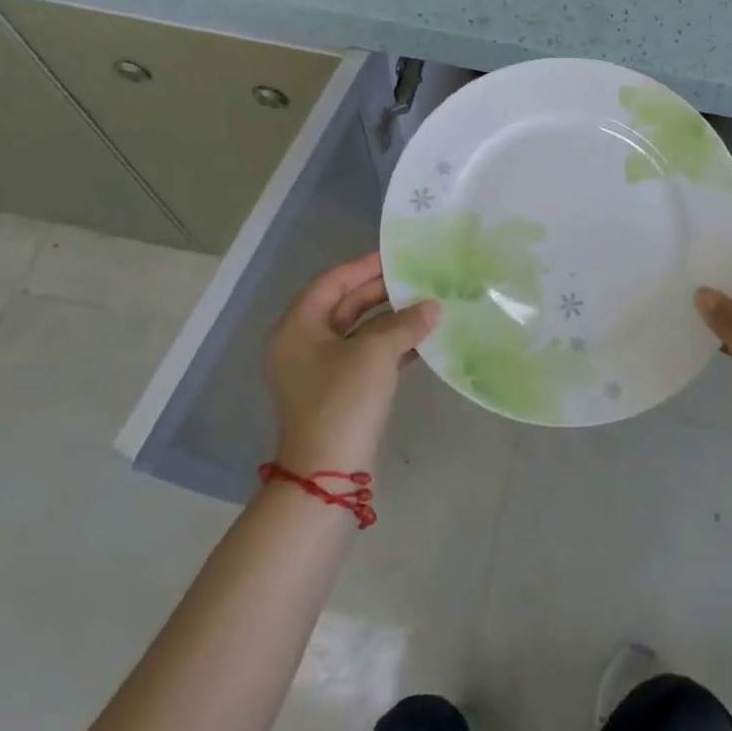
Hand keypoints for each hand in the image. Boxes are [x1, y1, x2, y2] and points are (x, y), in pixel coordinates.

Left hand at [265, 252, 439, 476]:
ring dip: (392, 320)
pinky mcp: (338, 392)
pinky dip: (391, 346)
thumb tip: (434, 307)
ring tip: (428, 306)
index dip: (365, 266)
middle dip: (383, 293)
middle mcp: (303, 344)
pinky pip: (366, 356)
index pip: (332, 282)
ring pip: (359, 332)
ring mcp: (319, 371)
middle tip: (419, 279)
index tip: (398, 256)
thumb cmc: (342, 401)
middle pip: (345, 305)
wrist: (327, 474)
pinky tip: (422, 340)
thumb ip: (405, 323)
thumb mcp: (375, 353)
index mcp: (298, 327)